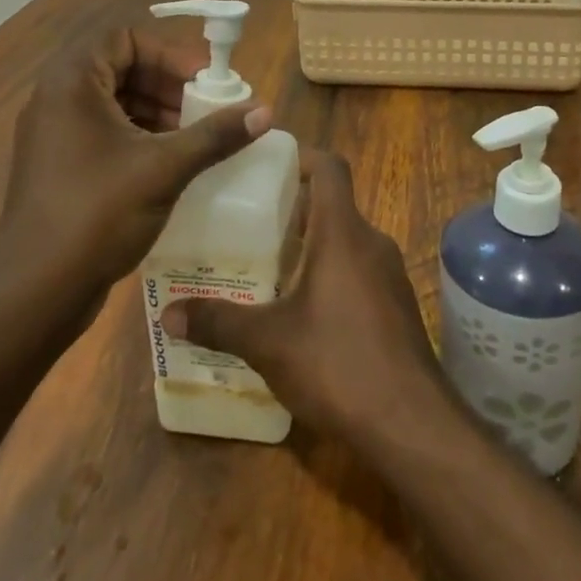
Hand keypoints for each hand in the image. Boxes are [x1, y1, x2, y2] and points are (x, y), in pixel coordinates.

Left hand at [0, 25, 270, 294]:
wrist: (35, 294)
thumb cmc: (96, 215)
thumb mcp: (164, 169)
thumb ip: (215, 135)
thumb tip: (265, 110)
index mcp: (71, 83)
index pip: (123, 37)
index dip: (168, 52)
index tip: (203, 79)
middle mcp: (56, 99)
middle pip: (120, 66)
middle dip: (168, 82)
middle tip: (206, 105)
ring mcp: (54, 134)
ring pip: (114, 100)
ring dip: (157, 108)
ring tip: (194, 134)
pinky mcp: (60, 165)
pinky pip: (105, 130)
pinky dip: (140, 134)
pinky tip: (171, 160)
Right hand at [160, 152, 442, 441]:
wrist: (412, 423)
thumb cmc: (337, 363)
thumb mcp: (268, 342)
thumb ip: (218, 322)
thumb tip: (168, 314)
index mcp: (342, 232)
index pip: (329, 167)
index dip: (300, 156)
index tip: (266, 166)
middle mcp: (371, 242)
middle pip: (333, 205)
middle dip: (293, 210)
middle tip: (250, 225)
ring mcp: (390, 275)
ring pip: (346, 241)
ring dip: (311, 247)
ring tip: (268, 268)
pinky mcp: (397, 306)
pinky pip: (359, 272)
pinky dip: (331, 276)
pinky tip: (303, 313)